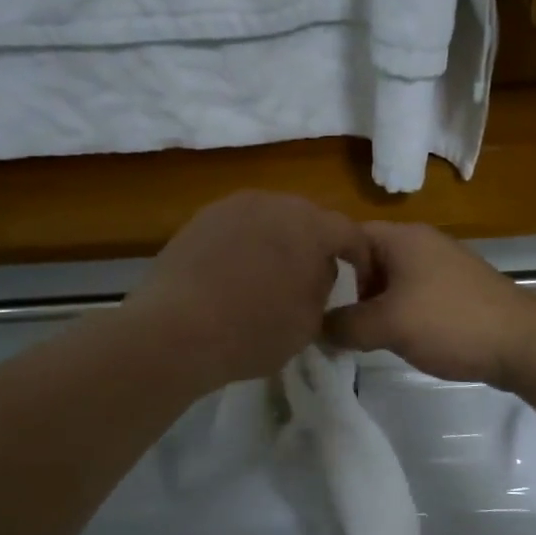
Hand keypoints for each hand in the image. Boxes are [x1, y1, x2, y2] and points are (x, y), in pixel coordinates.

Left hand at [125, 192, 371, 389]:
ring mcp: (232, 207)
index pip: (349, 233)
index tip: (358, 280)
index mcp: (310, 225)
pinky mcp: (199, 220)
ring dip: (278, 241)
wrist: (175, 330)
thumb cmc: (254, 331)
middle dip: (316, 244)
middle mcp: (273, 202)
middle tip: (313, 276)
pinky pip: (237, 227)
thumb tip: (318, 270)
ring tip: (272, 275)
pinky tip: (236, 274)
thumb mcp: (309, 321)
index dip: (360, 257)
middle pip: (307, 218)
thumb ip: (323, 286)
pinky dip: (246, 245)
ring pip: (270, 219)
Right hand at [324, 222, 535, 388]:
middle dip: (346, 289)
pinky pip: (412, 296)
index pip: (344, 235)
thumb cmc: (450, 322)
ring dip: (372, 306)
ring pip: (389, 281)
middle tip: (330, 321)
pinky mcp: (455, 291)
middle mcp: (420, 243)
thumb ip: (343, 325)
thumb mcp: (387, 325)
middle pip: (365, 259)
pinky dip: (397, 313)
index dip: (320, 261)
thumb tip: (315, 329)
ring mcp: (440, 266)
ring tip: (359, 335)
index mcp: (401, 237)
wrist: (523, 343)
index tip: (303, 293)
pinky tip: (394, 339)